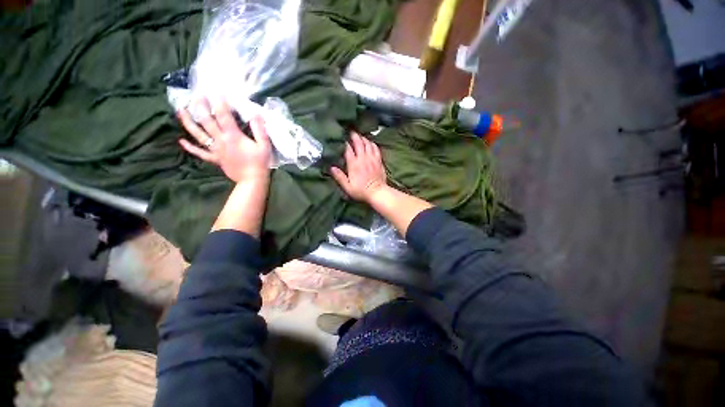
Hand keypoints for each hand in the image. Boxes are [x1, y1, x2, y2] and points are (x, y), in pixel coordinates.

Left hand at [178, 99, 271, 182]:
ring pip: (198, 134)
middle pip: (206, 121)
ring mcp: (215, 150)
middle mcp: (220, 140)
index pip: (223, 115)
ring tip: (180, 110)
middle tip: (197, 95)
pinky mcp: (214, 159)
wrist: (252, 180)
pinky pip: (200, 153)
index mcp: (233, 136)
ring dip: (188, 122)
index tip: (217, 91)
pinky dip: (190, 147)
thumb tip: (256, 114)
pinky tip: (181, 141)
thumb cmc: (260, 162)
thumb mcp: (264, 146)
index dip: (219, 102)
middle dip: (201, 106)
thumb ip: (260, 130)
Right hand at [331, 132, 386, 202]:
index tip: (342, 139)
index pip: (348, 150)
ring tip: (360, 136)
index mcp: (354, 164)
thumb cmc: (361, 191)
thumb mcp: (347, 187)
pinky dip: (372, 143)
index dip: (345, 143)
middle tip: (351, 132)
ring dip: (363, 138)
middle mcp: (363, 159)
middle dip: (354, 136)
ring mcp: (372, 159)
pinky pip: (376, 148)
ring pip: (368, 144)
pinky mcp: (379, 160)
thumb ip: (339, 177)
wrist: (377, 192)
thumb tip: (331, 168)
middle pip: (359, 143)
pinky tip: (370, 142)